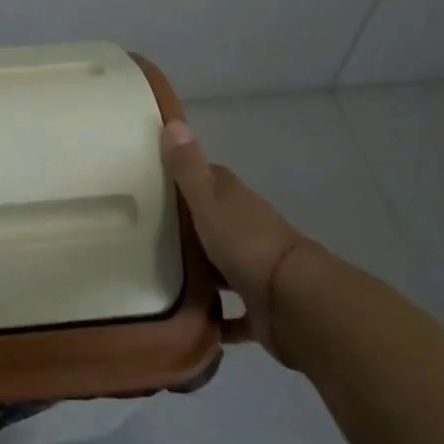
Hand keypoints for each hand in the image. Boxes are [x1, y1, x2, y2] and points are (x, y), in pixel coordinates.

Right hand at [164, 121, 308, 359]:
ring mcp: (256, 269)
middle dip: (189, 227)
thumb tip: (173, 120)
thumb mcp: (208, 202)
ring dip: (203, 271)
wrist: (296, 303)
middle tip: (146, 233)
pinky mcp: (260, 307)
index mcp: (235, 201)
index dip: (186, 177)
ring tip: (160, 278)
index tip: (156, 181)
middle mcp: (248, 230)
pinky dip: (218, 318)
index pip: (210, 179)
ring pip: (223, 266)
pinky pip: (233, 313)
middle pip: (215, 222)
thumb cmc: (246, 244)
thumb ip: (188, 168)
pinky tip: (191, 322)